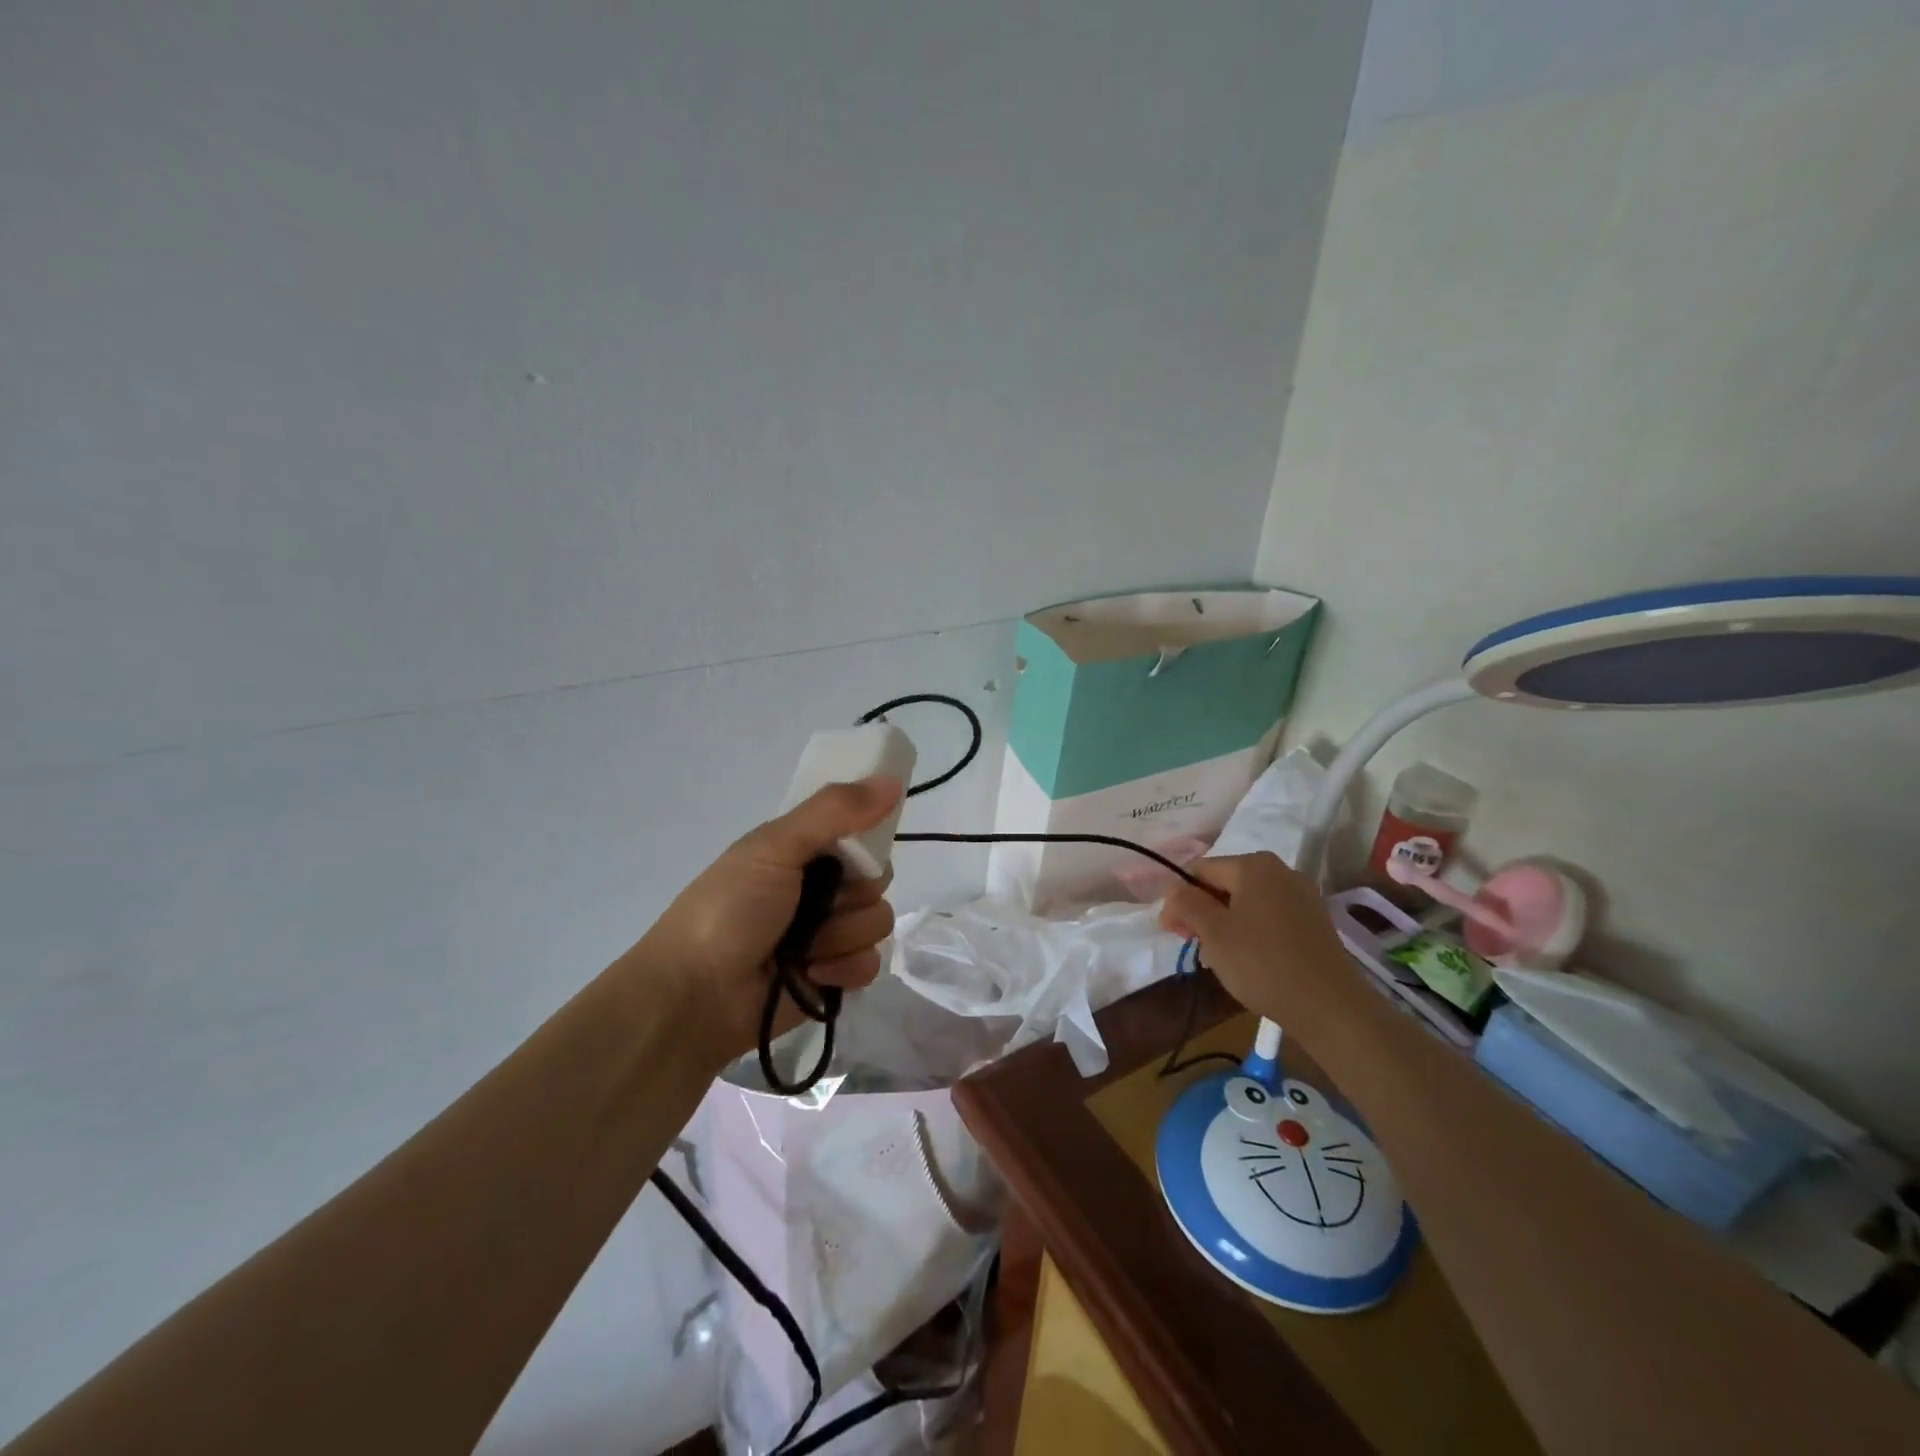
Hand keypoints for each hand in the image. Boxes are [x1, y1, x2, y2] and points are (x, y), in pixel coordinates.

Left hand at [629, 777, 902, 1068]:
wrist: (694, 996)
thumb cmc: (729, 911)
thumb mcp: (775, 847)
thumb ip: (834, 811)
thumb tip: (893, 780)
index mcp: (802, 851)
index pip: (861, 834)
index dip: (867, 841)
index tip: (858, 851)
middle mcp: (819, 889)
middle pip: (876, 880)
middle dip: (854, 894)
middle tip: (819, 902)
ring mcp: (828, 935)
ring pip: (877, 921)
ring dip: (843, 935)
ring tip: (806, 948)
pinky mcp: (834, 977)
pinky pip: (870, 964)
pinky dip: (844, 969)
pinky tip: (814, 974)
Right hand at [1158, 853, 1362, 1042]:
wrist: (1330, 1007)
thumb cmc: (1262, 963)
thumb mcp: (1213, 933)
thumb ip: (1187, 904)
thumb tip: (1174, 888)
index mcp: (1254, 866)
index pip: (1201, 870)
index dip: (1179, 897)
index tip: (1170, 930)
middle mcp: (1281, 872)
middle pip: (1225, 884)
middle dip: (1202, 911)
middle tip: (1191, 945)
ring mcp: (1303, 896)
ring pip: (1247, 903)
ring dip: (1224, 924)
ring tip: (1218, 958)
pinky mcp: (1315, 922)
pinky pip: (1270, 917)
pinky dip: (1251, 932)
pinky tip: (1247, 960)